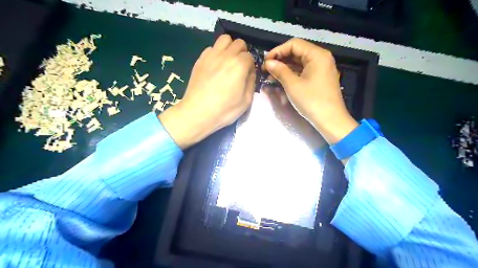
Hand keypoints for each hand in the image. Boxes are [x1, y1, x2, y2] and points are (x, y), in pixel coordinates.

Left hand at [158, 35, 255, 147]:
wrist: (198, 112)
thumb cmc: (224, 109)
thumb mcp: (246, 101)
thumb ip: (251, 82)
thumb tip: (250, 72)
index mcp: (239, 64)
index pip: (250, 56)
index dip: (251, 66)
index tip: (247, 76)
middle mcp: (226, 55)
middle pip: (239, 43)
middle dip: (242, 53)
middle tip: (239, 67)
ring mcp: (211, 55)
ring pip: (224, 39)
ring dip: (229, 47)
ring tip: (228, 61)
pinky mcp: (200, 59)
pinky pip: (211, 48)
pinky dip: (216, 53)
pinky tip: (215, 66)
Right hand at [263, 37, 356, 144]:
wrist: (330, 120)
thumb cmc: (312, 101)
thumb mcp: (293, 85)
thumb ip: (280, 71)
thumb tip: (268, 62)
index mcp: (317, 55)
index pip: (294, 44)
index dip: (277, 51)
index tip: (265, 61)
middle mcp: (321, 58)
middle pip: (297, 52)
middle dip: (280, 60)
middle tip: (266, 70)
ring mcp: (321, 69)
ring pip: (299, 63)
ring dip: (285, 68)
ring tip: (271, 77)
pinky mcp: (320, 78)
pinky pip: (304, 71)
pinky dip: (292, 75)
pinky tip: (281, 81)